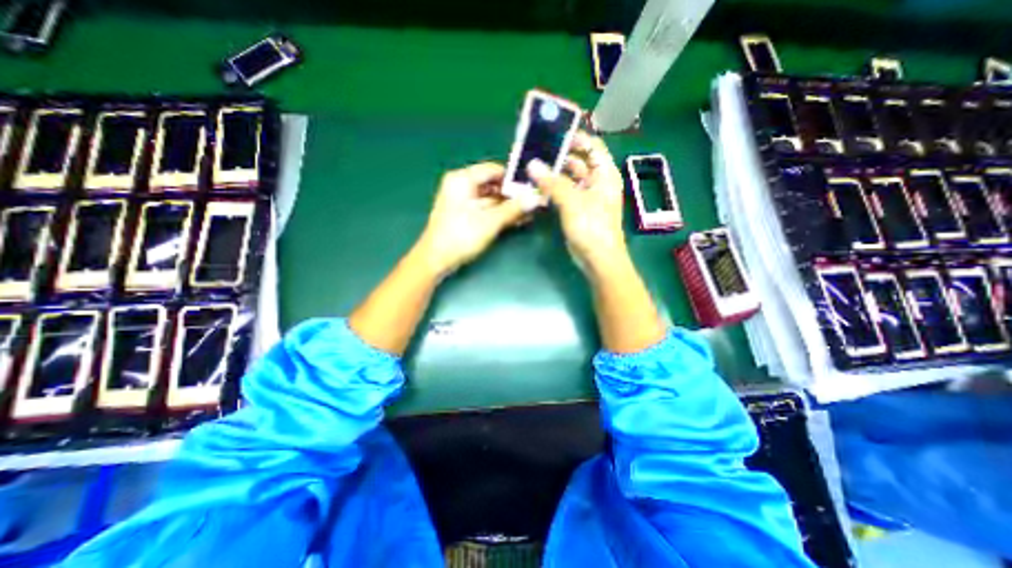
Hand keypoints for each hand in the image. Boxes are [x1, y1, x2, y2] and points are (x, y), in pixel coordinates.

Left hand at [419, 160, 529, 274]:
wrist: (436, 260)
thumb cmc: (460, 237)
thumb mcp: (489, 222)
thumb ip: (513, 208)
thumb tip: (536, 198)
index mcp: (462, 179)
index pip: (493, 169)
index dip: (514, 178)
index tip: (532, 187)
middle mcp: (461, 186)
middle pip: (493, 184)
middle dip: (513, 195)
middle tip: (534, 202)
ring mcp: (463, 202)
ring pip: (491, 199)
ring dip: (509, 206)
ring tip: (530, 213)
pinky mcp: (465, 216)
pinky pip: (486, 209)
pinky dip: (500, 214)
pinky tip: (517, 220)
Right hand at [526, 133, 629, 275]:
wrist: (597, 259)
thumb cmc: (592, 227)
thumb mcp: (572, 201)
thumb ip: (552, 182)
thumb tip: (532, 164)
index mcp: (604, 174)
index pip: (592, 146)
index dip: (576, 138)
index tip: (553, 134)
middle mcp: (597, 182)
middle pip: (578, 161)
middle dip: (558, 157)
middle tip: (535, 152)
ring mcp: (586, 196)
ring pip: (568, 178)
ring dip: (553, 174)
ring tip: (532, 168)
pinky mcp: (576, 209)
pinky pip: (563, 193)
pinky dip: (552, 189)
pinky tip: (537, 187)